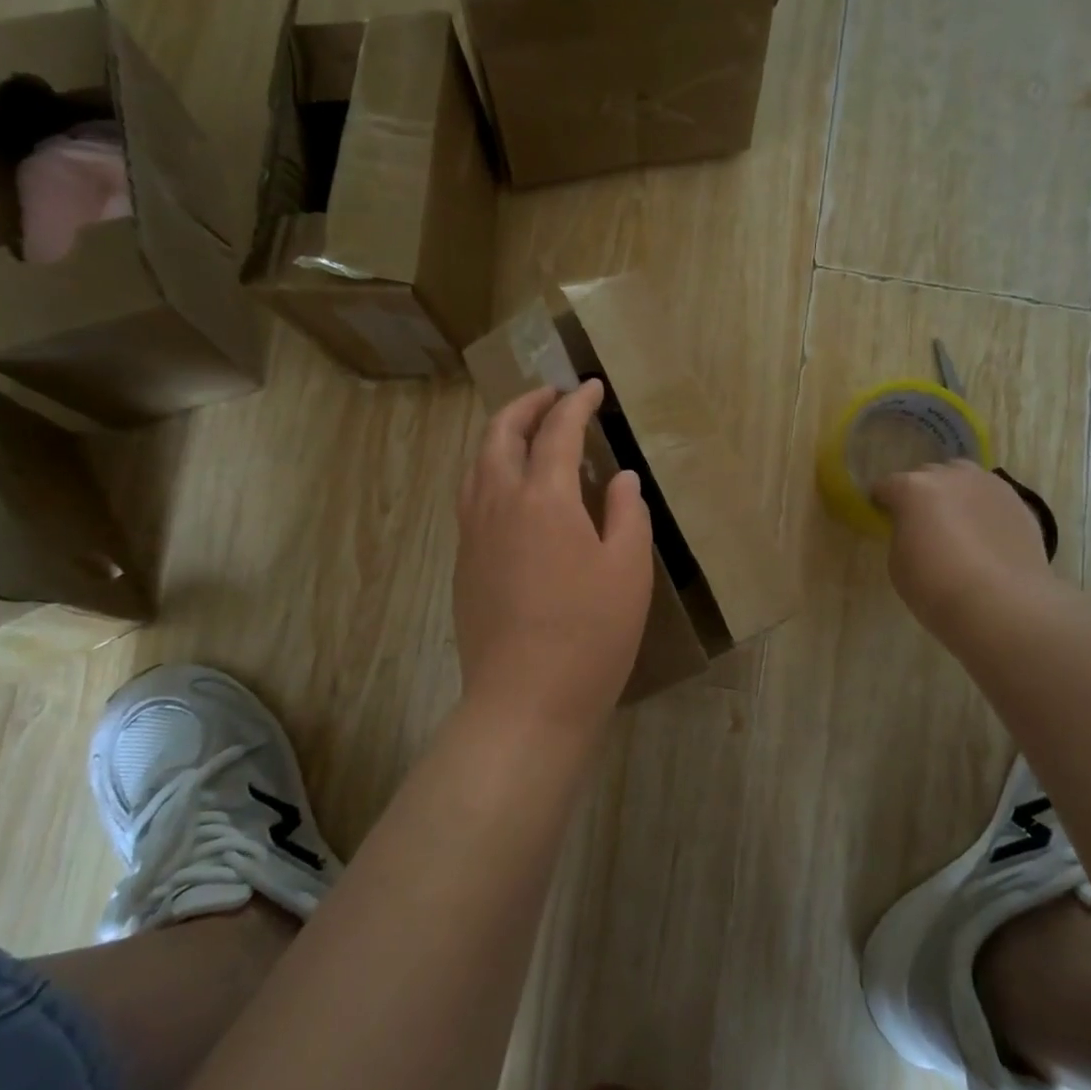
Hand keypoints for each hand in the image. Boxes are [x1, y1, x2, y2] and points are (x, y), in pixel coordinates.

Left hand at [454, 381, 654, 736]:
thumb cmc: (590, 635)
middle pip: (500, 434)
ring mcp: (472, 533)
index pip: (557, 432)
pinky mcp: (463, 562)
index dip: (576, 404)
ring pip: (477, 463)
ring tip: (528, 433)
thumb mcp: (627, 570)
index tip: (592, 388)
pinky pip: (470, 495)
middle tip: (552, 396)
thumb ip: (627, 513)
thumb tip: (620, 478)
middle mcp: (497, 503)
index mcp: (543, 498)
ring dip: (501, 435)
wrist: (525, 701)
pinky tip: (510, 488)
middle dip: (526, 405)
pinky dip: (489, 470)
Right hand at [872, 461, 1052, 632]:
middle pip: (927, 474)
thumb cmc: (936, 587)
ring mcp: (989, 485)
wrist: (1002, 605)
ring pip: (963, 477)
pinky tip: (983, 533)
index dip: (881, 501)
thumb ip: (902, 534)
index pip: (886, 485)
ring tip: (955, 519)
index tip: (881, 516)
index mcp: (912, 488)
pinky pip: (990, 496)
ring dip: (953, 492)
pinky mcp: (1019, 502)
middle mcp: (950, 476)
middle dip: (919, 493)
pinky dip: (981, 507)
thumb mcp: (898, 561)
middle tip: (919, 520)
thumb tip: (914, 528)